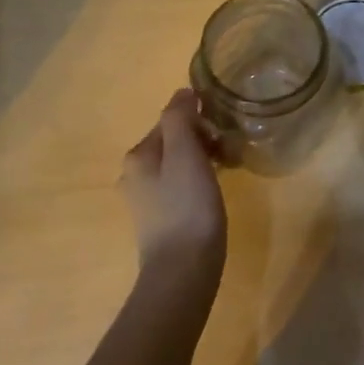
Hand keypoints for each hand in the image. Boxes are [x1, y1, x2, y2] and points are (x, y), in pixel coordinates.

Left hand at [121, 89, 226, 284]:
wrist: (183, 271)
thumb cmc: (187, 207)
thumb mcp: (185, 153)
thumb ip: (179, 118)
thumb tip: (183, 93)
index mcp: (138, 155)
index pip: (170, 119)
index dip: (199, 119)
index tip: (224, 131)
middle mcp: (134, 174)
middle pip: (172, 141)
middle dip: (202, 139)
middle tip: (229, 151)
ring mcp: (145, 200)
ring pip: (177, 164)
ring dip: (202, 159)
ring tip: (227, 169)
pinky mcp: (159, 221)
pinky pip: (179, 186)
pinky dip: (197, 181)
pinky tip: (213, 193)